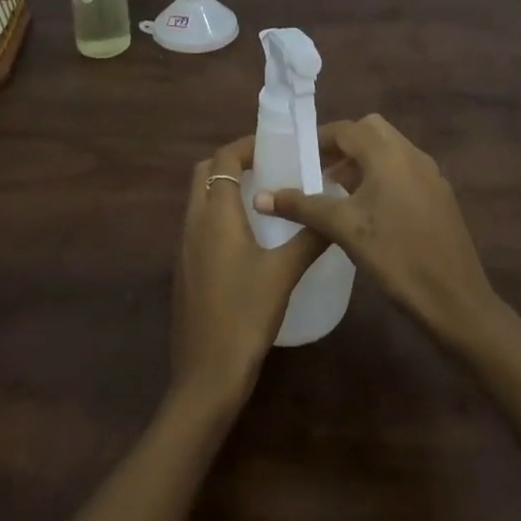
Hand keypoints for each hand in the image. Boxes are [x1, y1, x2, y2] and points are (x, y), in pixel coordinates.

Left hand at [170, 136, 328, 413]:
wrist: (206, 374)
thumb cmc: (245, 315)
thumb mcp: (284, 273)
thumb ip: (310, 237)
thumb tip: (335, 211)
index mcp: (214, 214)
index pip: (223, 159)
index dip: (246, 146)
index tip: (275, 148)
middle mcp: (193, 222)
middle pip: (205, 173)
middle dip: (233, 163)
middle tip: (269, 169)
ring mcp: (185, 247)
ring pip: (200, 199)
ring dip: (225, 189)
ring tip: (265, 199)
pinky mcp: (185, 269)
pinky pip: (199, 225)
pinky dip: (220, 215)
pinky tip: (249, 239)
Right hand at [255, 114, 498, 348]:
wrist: (456, 300)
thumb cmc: (396, 256)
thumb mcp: (343, 228)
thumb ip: (302, 207)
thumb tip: (261, 197)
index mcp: (389, 154)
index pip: (346, 129)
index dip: (319, 140)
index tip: (297, 158)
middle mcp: (412, 155)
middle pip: (371, 131)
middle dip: (343, 146)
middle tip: (319, 171)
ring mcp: (430, 175)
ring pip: (390, 151)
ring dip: (363, 161)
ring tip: (338, 192)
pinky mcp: (440, 197)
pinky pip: (404, 171)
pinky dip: (382, 177)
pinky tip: (369, 212)